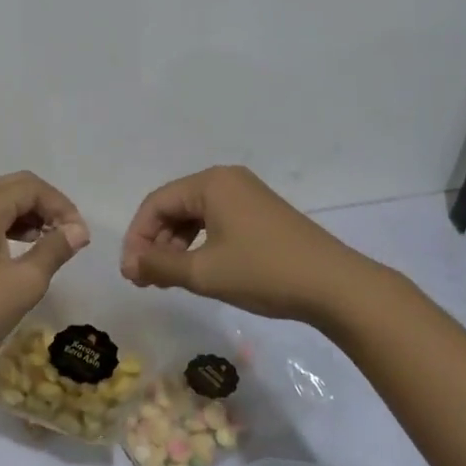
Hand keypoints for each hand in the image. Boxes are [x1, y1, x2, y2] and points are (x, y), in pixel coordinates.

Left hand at [0, 171, 89, 382]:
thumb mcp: (23, 283)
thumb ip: (54, 250)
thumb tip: (78, 230)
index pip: (31, 187)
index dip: (61, 206)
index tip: (81, 237)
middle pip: (15, 188)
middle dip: (47, 206)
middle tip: (69, 235)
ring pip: (1, 204)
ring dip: (30, 217)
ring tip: (52, 244)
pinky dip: (12, 228)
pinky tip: (25, 251)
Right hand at [121, 165, 366, 325]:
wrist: (335, 286)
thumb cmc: (263, 272)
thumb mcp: (204, 272)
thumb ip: (160, 265)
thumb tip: (130, 263)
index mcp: (210, 183)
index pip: (156, 203)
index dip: (137, 237)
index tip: (130, 272)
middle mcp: (227, 180)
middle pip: (175, 207)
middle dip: (156, 242)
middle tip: (145, 279)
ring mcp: (247, 195)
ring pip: (195, 216)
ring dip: (176, 246)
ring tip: (167, 279)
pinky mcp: (261, 213)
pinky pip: (216, 222)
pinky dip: (199, 244)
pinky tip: (197, 270)